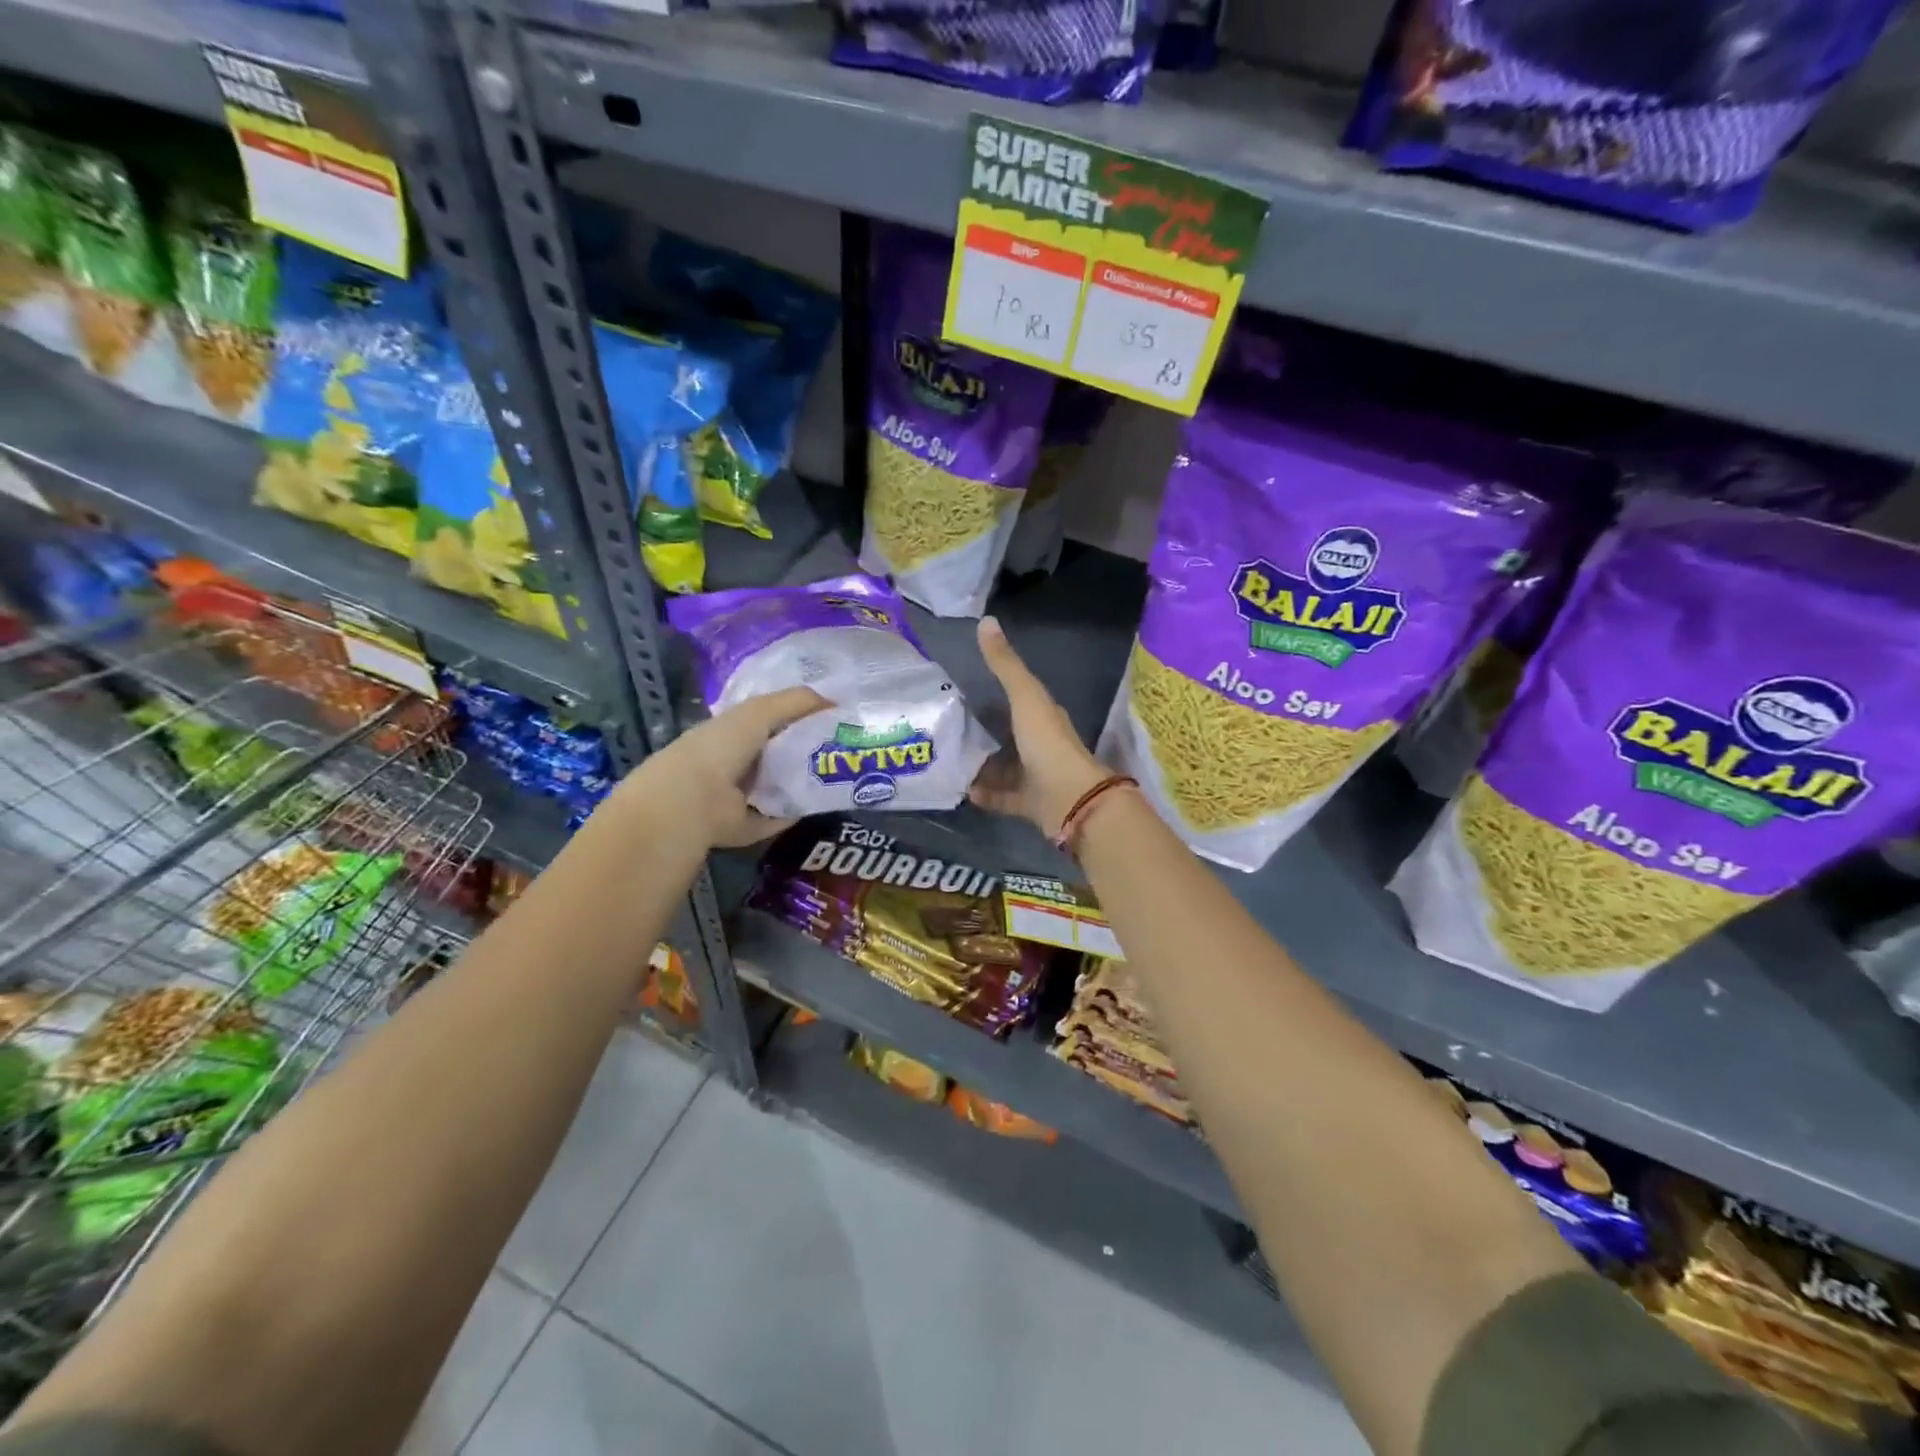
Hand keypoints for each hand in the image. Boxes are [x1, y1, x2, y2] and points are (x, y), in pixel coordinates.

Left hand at [635, 686, 828, 848]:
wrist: (694, 800)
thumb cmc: (723, 746)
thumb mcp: (760, 711)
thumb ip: (797, 701)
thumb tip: (835, 701)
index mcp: (735, 732)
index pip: (773, 720)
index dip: (802, 716)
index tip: (834, 718)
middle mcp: (738, 762)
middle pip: (783, 753)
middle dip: (812, 749)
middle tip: (847, 748)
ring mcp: (743, 796)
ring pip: (785, 784)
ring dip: (809, 781)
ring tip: (843, 774)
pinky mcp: (751, 824)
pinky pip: (782, 814)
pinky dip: (799, 810)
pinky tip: (823, 801)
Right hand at [968, 616, 1109, 836]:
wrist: (1070, 799)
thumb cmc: (1047, 743)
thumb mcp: (1024, 697)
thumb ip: (1005, 664)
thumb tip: (985, 620)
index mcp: (1044, 716)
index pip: (1020, 699)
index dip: (997, 693)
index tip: (966, 690)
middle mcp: (1042, 745)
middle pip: (1009, 735)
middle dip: (983, 732)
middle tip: (948, 727)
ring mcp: (1037, 776)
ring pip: (1005, 768)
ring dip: (981, 765)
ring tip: (949, 759)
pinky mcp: (1031, 804)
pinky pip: (1003, 798)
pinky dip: (986, 794)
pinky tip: (964, 790)